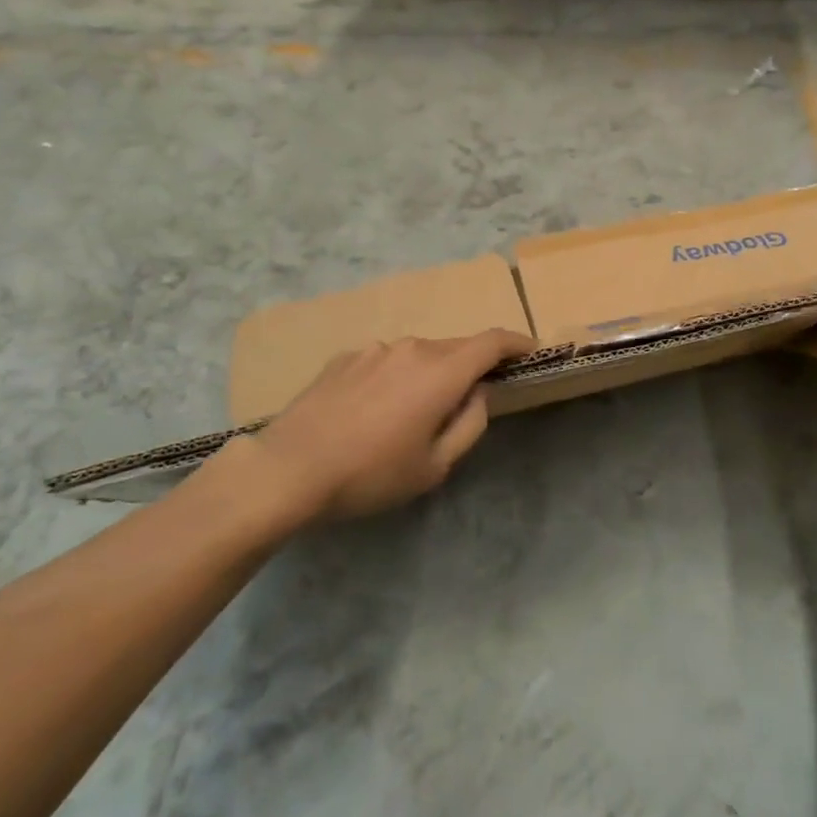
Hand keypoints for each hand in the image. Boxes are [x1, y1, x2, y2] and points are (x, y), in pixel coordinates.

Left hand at [204, 330, 532, 528]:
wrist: (288, 470)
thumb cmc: (371, 474)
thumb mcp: (434, 465)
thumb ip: (470, 424)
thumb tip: (479, 393)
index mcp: (441, 371)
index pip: (491, 342)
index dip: (515, 343)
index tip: (529, 351)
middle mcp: (411, 348)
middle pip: (455, 348)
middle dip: (470, 367)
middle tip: (468, 400)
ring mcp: (374, 349)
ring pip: (418, 355)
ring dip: (429, 374)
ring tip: (412, 414)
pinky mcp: (344, 358)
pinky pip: (385, 361)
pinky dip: (395, 377)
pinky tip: (373, 411)